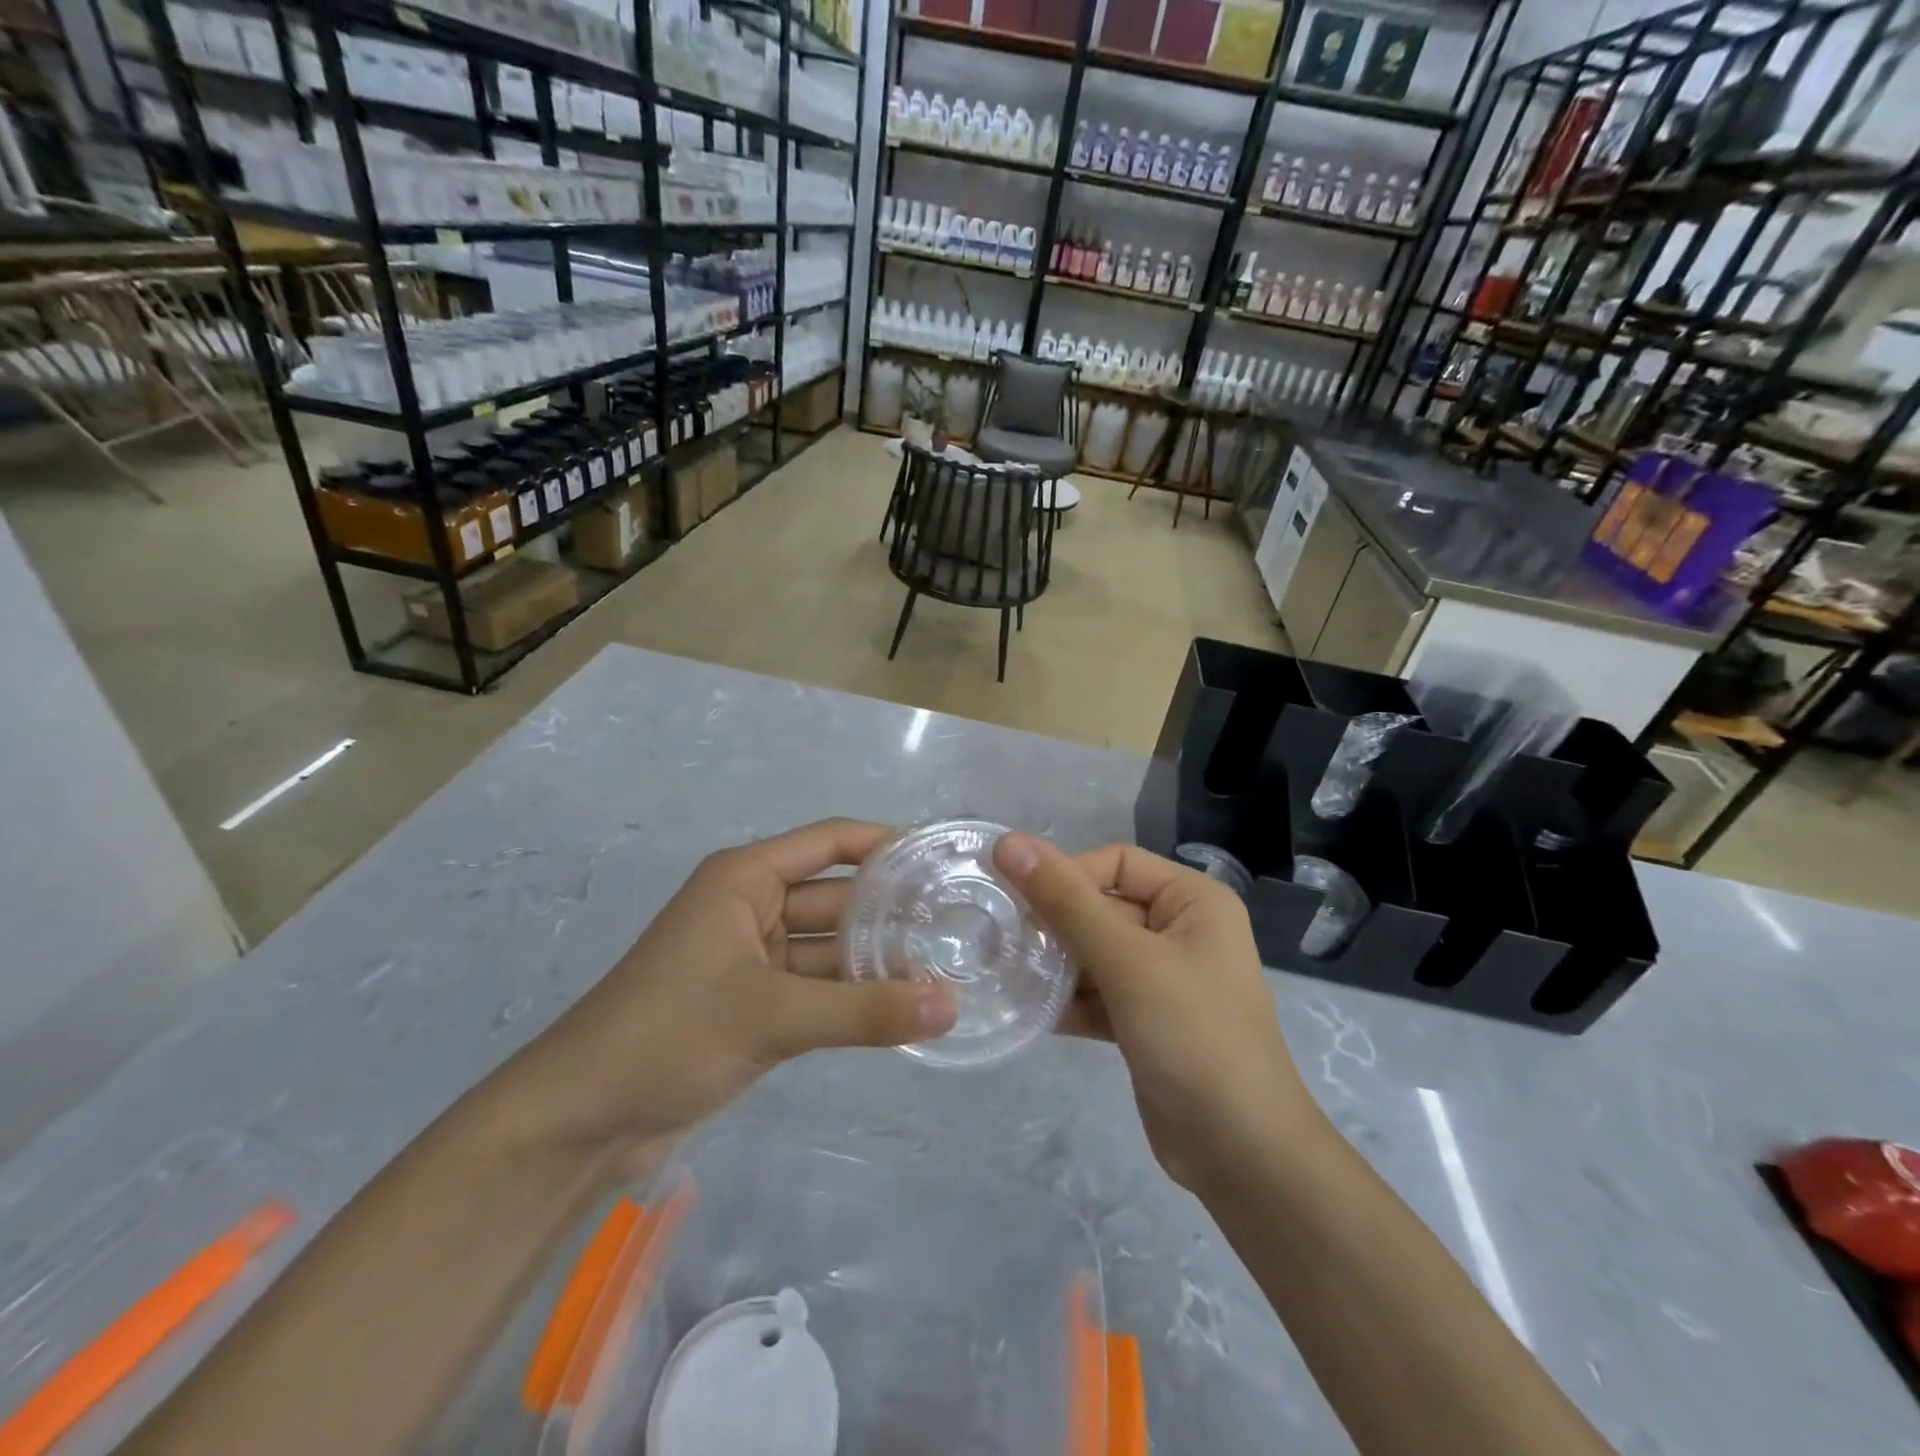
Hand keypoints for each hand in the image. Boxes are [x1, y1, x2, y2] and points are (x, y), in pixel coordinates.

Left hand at [511, 820, 955, 1167]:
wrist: (580, 1121)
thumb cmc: (670, 1034)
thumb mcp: (773, 1015)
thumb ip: (865, 1010)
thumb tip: (951, 1007)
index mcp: (746, 879)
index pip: (831, 842)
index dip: (885, 845)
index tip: (943, 862)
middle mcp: (752, 907)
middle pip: (835, 897)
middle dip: (889, 914)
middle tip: (960, 927)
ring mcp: (752, 958)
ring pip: (828, 948)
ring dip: (875, 962)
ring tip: (946, 971)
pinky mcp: (753, 1004)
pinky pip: (816, 987)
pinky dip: (851, 997)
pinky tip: (900, 1008)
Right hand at [993, 834, 1321, 1193]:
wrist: (1242, 1155)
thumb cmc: (1193, 1037)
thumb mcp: (1127, 962)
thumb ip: (1066, 901)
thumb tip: (1008, 842)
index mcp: (1193, 901)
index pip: (1115, 863)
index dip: (1066, 875)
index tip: (1015, 901)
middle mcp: (1181, 930)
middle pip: (1102, 906)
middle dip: (1054, 923)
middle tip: (998, 937)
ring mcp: (1164, 978)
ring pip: (1095, 952)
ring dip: (1054, 962)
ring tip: (1005, 971)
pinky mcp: (1146, 1020)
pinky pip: (1098, 992)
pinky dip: (1067, 999)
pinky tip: (1028, 1008)